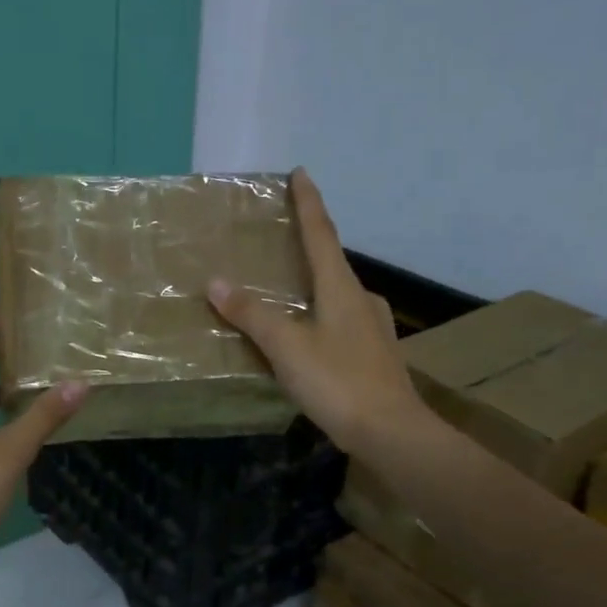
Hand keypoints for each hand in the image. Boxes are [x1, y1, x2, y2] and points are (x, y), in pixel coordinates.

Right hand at [209, 169, 429, 455]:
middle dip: (309, 246)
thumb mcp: (287, 347)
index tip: (301, 173)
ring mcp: (373, 329)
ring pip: (339, 296)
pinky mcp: (375, 356)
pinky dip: (322, 317)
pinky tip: (312, 335)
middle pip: (332, 263)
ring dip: (316, 286)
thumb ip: (252, 315)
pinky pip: (342, 323)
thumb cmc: (338, 382)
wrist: (390, 432)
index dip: (309, 203)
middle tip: (283, 239)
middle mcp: (361, 300)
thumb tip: (216, 282)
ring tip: (290, 291)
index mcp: (341, 288)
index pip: (321, 234)